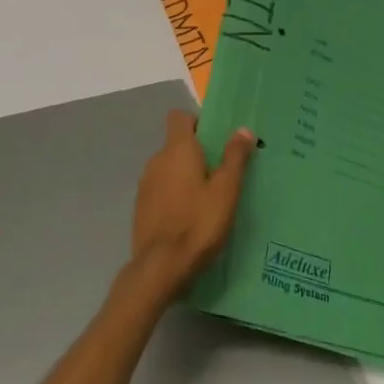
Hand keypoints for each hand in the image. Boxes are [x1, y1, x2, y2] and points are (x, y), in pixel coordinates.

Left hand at [123, 111, 255, 310]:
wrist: (161, 267)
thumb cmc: (199, 223)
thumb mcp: (226, 190)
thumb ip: (234, 158)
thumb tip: (243, 130)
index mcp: (177, 150)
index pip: (179, 117)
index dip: (197, 123)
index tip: (216, 140)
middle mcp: (156, 161)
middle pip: (176, 144)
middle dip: (197, 153)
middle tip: (222, 173)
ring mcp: (145, 185)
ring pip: (168, 169)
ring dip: (185, 176)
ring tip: (208, 198)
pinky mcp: (141, 207)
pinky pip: (161, 190)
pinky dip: (174, 195)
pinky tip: (190, 217)